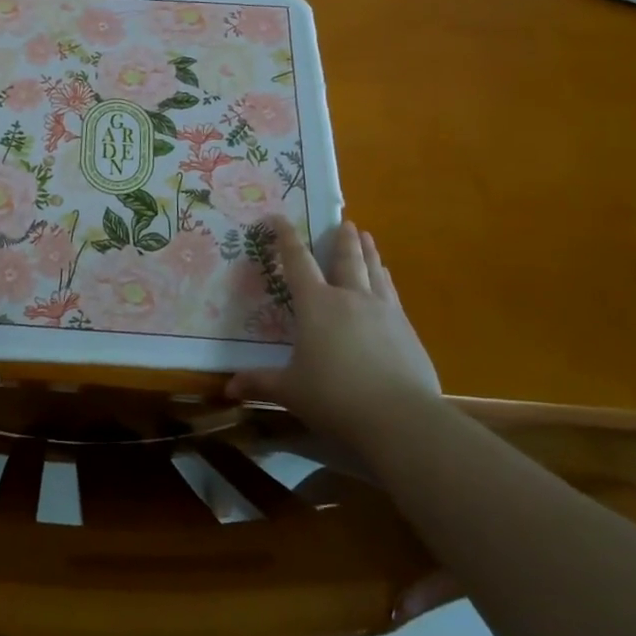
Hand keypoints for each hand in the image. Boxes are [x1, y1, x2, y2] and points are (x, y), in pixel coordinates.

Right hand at [227, 215, 439, 442]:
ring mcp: (383, 311)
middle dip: (342, 238)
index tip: (279, 218)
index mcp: (316, 305)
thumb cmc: (335, 398)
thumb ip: (260, 382)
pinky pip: (392, 294)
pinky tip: (388, 280)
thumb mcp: (291, 391)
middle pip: (346, 259)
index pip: (297, 262)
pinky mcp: (407, 330)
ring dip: (369, 252)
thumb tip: (229, 387)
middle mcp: (350, 298)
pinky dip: (387, 280)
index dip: (287, 238)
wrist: (400, 418)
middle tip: (344, 221)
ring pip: (374, 271)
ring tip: (368, 237)